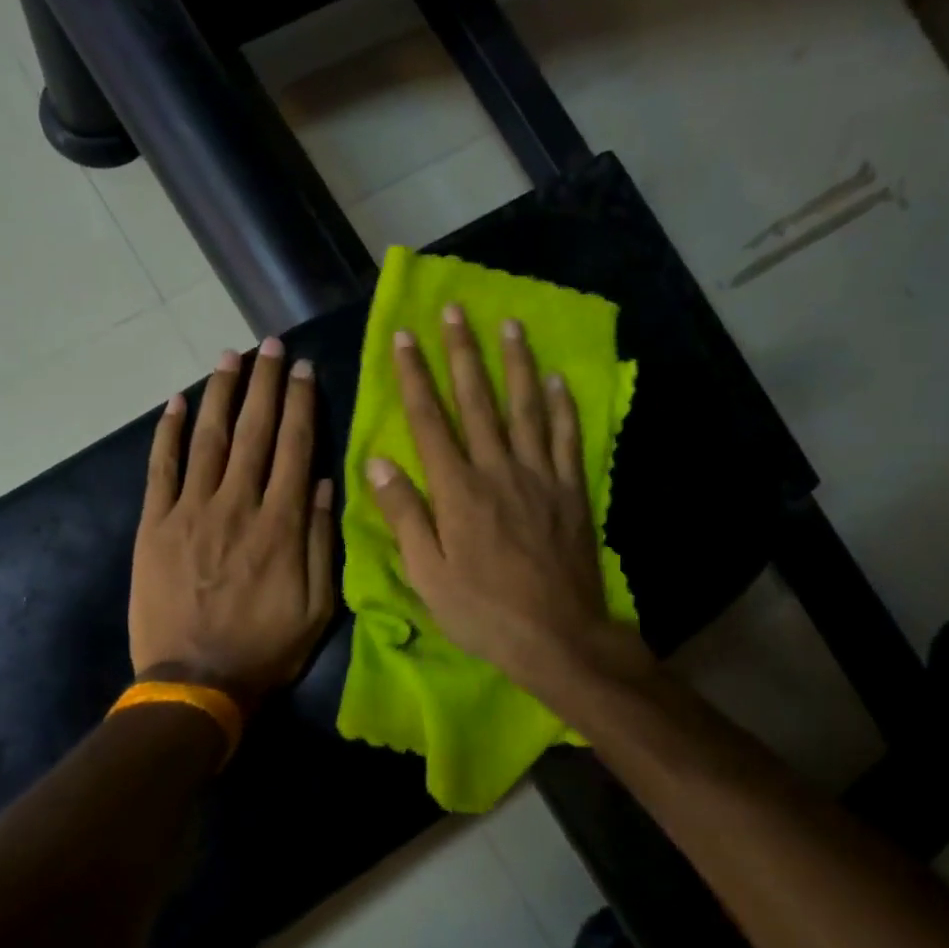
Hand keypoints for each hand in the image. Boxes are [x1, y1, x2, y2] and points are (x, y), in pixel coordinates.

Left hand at [131, 337, 335, 706]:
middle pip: (255, 431)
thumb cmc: (265, 649)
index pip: (295, 448)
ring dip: (220, 393)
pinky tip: (176, 402)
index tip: (304, 369)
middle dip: (265, 384)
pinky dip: (167, 433)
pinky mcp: (154, 525)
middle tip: (270, 344)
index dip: (301, 404)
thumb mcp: (318, 607)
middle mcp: (237, 506)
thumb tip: (325, 482)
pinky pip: (161, 469)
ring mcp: (190, 512)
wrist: (194, 682)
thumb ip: (322, 541)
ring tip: (229, 356)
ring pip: (209, 439)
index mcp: (281, 525)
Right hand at [366, 306, 647, 699]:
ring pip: (526, 408)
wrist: (557, 637)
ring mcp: (539, 477)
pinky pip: (566, 438)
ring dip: (515, 363)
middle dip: (463, 353)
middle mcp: (498, 470)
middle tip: (456, 310)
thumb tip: (377, 460)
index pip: (430, 420)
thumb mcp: (427, 573)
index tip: (404, 336)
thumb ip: (404, 514)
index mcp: (457, 489)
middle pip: (478, 401)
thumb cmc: (482, 610)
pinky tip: (557, 379)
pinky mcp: (571, 491)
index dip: (414, 376)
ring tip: (509, 324)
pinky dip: (562, 406)